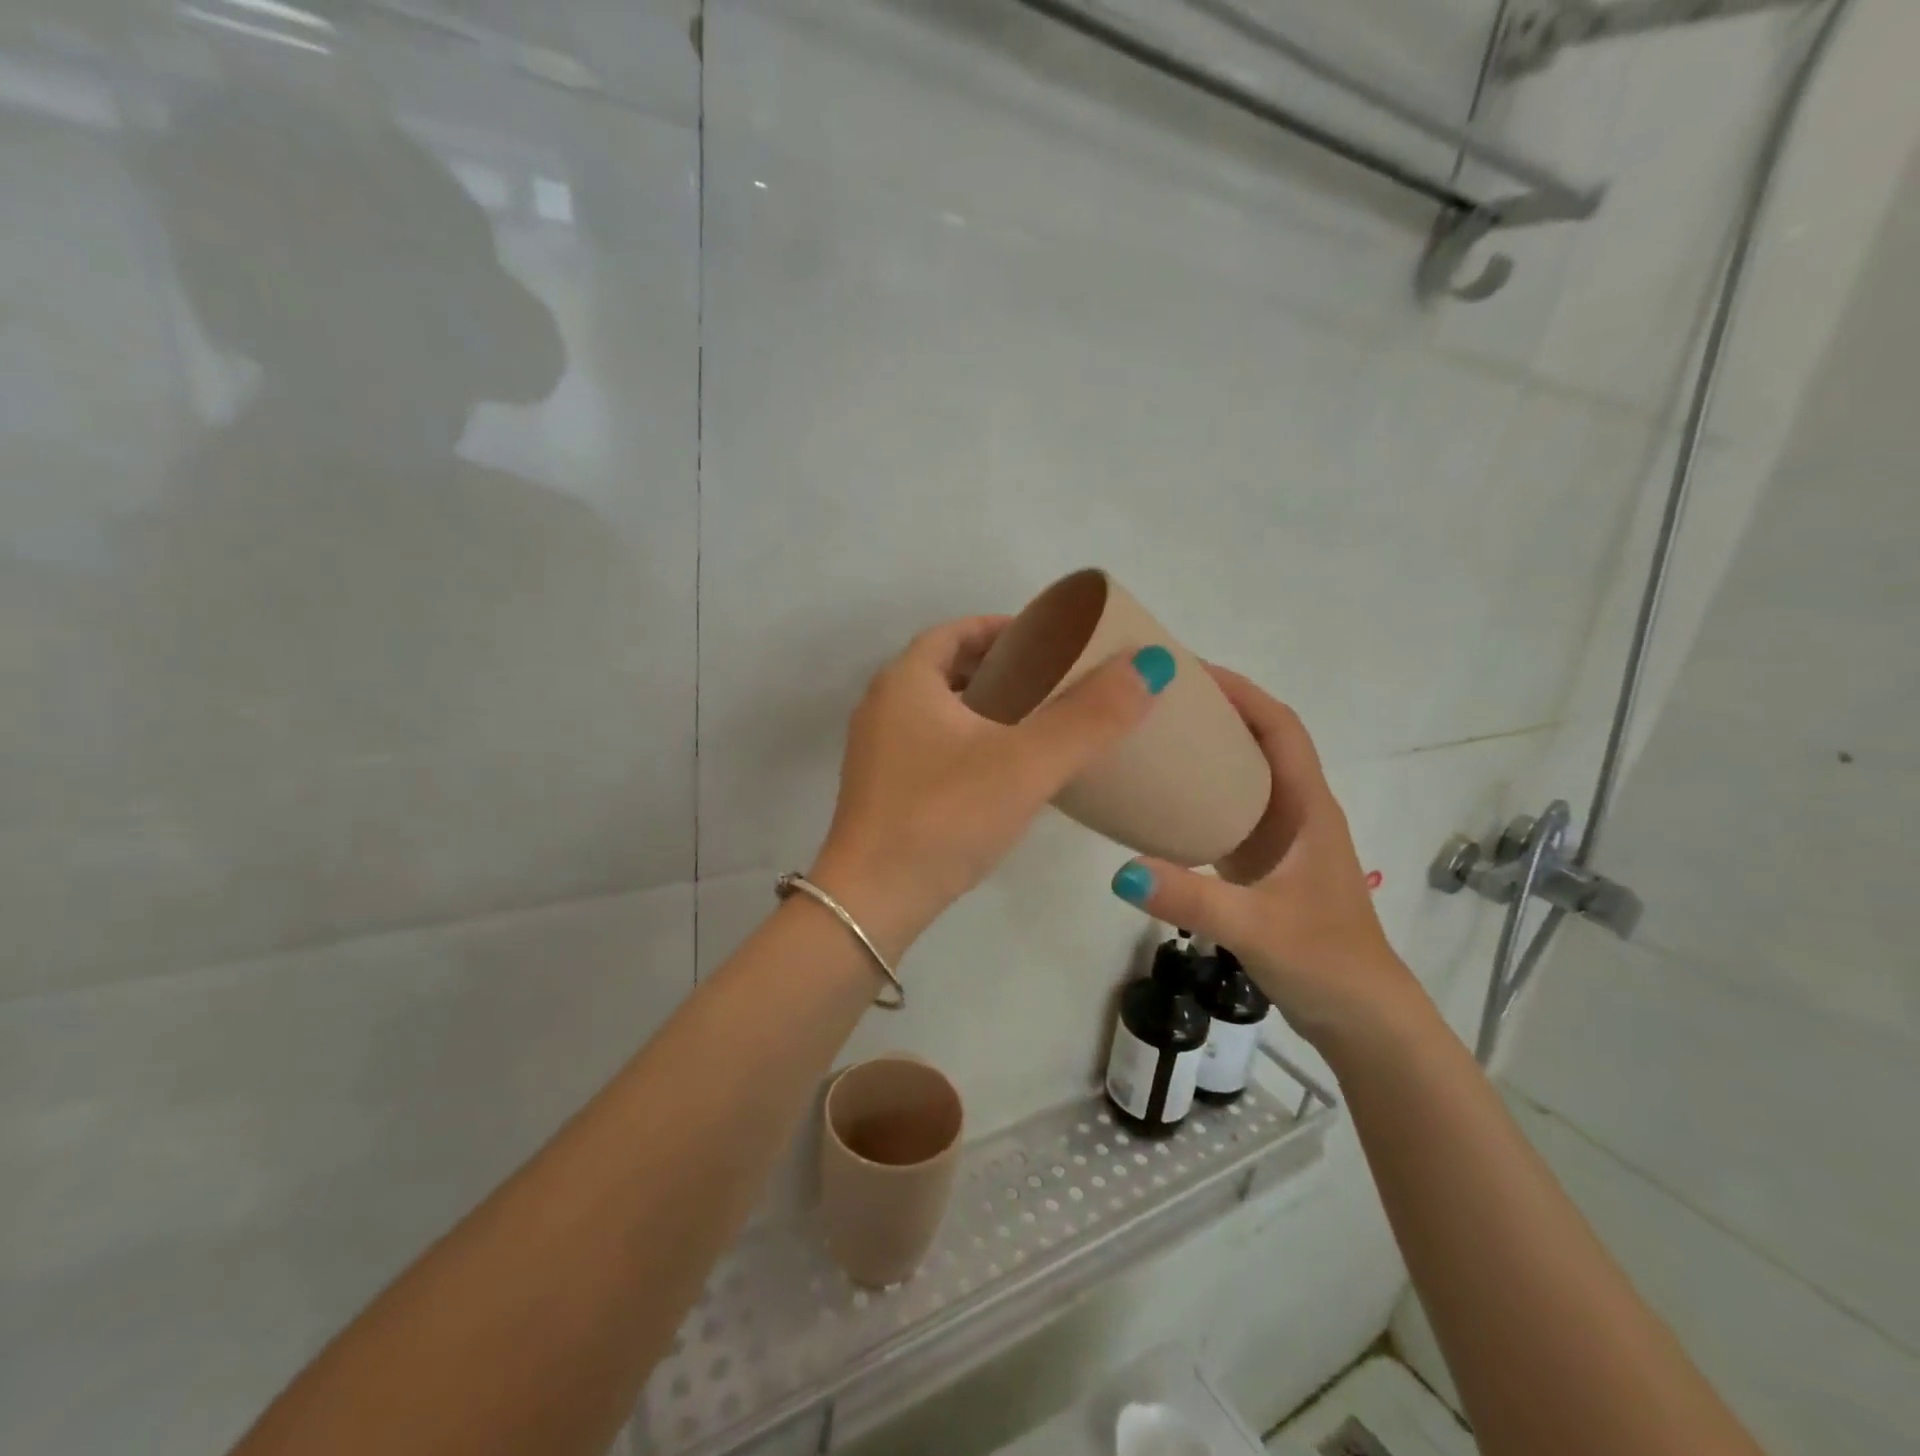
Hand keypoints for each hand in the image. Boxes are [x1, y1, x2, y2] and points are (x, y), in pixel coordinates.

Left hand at [811, 615, 1172, 959]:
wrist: (873, 903)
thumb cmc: (945, 818)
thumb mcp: (1026, 763)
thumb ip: (1089, 716)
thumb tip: (1148, 664)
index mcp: (905, 681)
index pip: (956, 631)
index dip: (1003, 628)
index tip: (1049, 639)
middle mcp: (883, 706)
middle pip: (947, 668)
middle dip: (1000, 667)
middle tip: (1053, 681)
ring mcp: (878, 751)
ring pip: (940, 710)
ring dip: (985, 706)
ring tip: (1038, 722)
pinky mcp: (883, 790)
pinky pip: (933, 744)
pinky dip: (970, 741)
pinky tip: (1005, 770)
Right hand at [1107, 666, 1421, 1050]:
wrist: (1362, 1017)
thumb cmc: (1325, 961)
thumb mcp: (1256, 927)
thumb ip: (1191, 899)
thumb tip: (1121, 870)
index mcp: (1307, 807)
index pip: (1279, 727)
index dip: (1241, 692)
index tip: (1190, 670)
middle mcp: (1295, 810)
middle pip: (1258, 739)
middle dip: (1216, 710)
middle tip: (1155, 698)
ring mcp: (1280, 838)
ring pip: (1244, 774)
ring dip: (1208, 748)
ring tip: (1152, 736)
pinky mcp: (1263, 863)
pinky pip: (1230, 809)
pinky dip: (1200, 792)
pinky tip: (1161, 801)